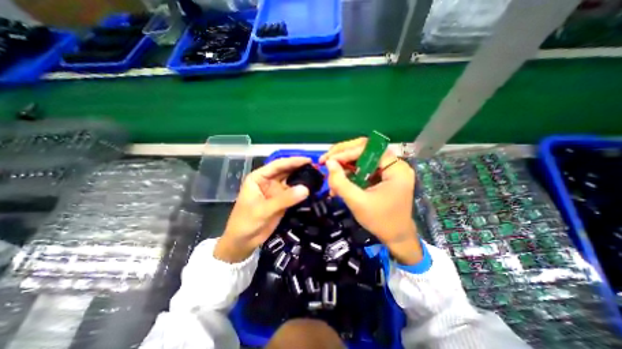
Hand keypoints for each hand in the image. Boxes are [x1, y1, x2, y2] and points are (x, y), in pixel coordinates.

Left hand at [214, 156, 309, 260]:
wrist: (243, 242)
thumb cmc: (246, 222)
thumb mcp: (263, 209)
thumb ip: (284, 199)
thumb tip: (306, 189)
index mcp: (259, 178)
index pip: (277, 165)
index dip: (293, 161)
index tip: (308, 160)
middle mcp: (268, 181)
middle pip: (286, 171)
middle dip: (300, 168)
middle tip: (316, 167)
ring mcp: (275, 191)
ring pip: (291, 181)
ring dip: (302, 179)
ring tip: (317, 176)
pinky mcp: (281, 200)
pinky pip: (293, 193)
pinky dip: (301, 191)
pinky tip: (311, 188)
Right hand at [320, 138, 421, 262]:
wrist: (395, 237)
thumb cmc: (380, 221)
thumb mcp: (357, 202)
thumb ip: (341, 182)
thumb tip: (328, 163)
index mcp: (396, 168)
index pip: (369, 149)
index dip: (346, 152)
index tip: (328, 160)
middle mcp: (393, 164)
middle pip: (365, 149)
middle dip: (342, 154)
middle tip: (326, 159)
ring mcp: (387, 169)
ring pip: (361, 158)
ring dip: (343, 165)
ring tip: (330, 175)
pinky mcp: (380, 176)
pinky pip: (362, 168)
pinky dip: (348, 173)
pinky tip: (338, 183)